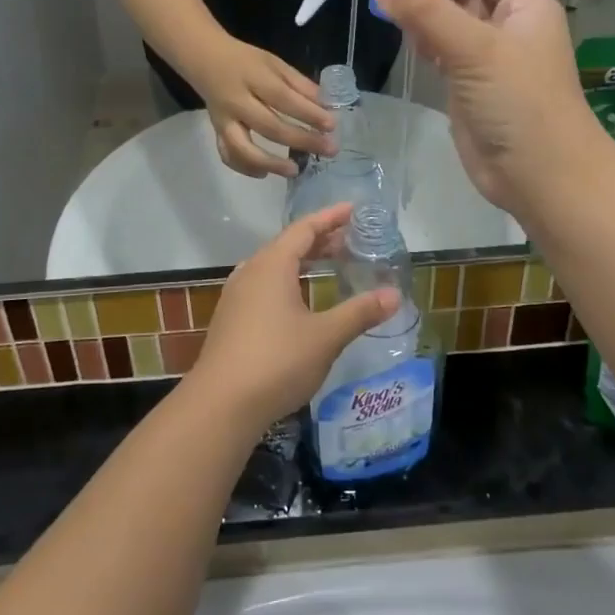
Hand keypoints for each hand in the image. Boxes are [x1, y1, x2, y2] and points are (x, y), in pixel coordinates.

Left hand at [187, 203, 399, 429]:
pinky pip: (264, 285)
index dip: (330, 217)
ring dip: (302, 261)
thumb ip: (359, 313)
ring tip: (329, 265)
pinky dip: (288, 281)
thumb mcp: (325, 336)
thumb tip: (394, 295)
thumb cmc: (277, 361)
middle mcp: (251, 272)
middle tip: (350, 239)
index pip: (304, 229)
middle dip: (319, 240)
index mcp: (272, 265)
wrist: (220, 404)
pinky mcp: (231, 319)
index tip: (352, 209)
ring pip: (274, 266)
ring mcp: (236, 296)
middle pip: (288, 245)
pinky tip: (299, 300)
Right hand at [191, 37, 335, 177]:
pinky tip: (264, 173)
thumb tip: (326, 106)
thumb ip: (299, 84)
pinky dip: (245, 168)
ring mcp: (223, 120)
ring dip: (271, 163)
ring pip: (244, 148)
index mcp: (253, 78)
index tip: (332, 125)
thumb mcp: (274, 63)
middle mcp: (236, 101)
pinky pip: (228, 155)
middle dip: (301, 140)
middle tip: (328, 149)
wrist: (204, 59)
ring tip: (295, 170)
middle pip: (269, 126)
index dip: (308, 113)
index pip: (283, 98)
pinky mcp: (216, 132)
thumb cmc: (245, 60)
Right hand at [374, 0, 599, 215]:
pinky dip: (425, 43)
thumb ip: (428, 13)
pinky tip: (404, 42)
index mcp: (524, 4)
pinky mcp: (470, 85)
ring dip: (424, 15)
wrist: (540, 175)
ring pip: (452, 21)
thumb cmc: (518, 102)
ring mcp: (489, 57)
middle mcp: (509, 25)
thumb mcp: (475, 49)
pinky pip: (445, 51)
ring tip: (388, 11)